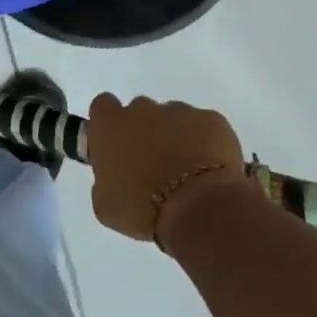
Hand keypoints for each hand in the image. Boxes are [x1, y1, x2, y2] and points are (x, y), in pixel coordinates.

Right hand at [86, 93, 255, 247]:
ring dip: (175, 137)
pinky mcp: (212, 120)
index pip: (103, 107)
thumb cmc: (142, 208)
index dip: (110, 125)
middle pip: (139, 111)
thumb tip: (113, 176)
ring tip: (185, 171)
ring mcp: (180, 111)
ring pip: (173, 118)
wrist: (199, 208)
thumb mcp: (105, 205)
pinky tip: (209, 170)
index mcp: (110, 124)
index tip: (116, 146)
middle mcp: (142, 109)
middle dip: (144, 131)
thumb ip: (104, 180)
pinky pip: (204, 127)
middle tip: (151, 164)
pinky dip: (205, 143)